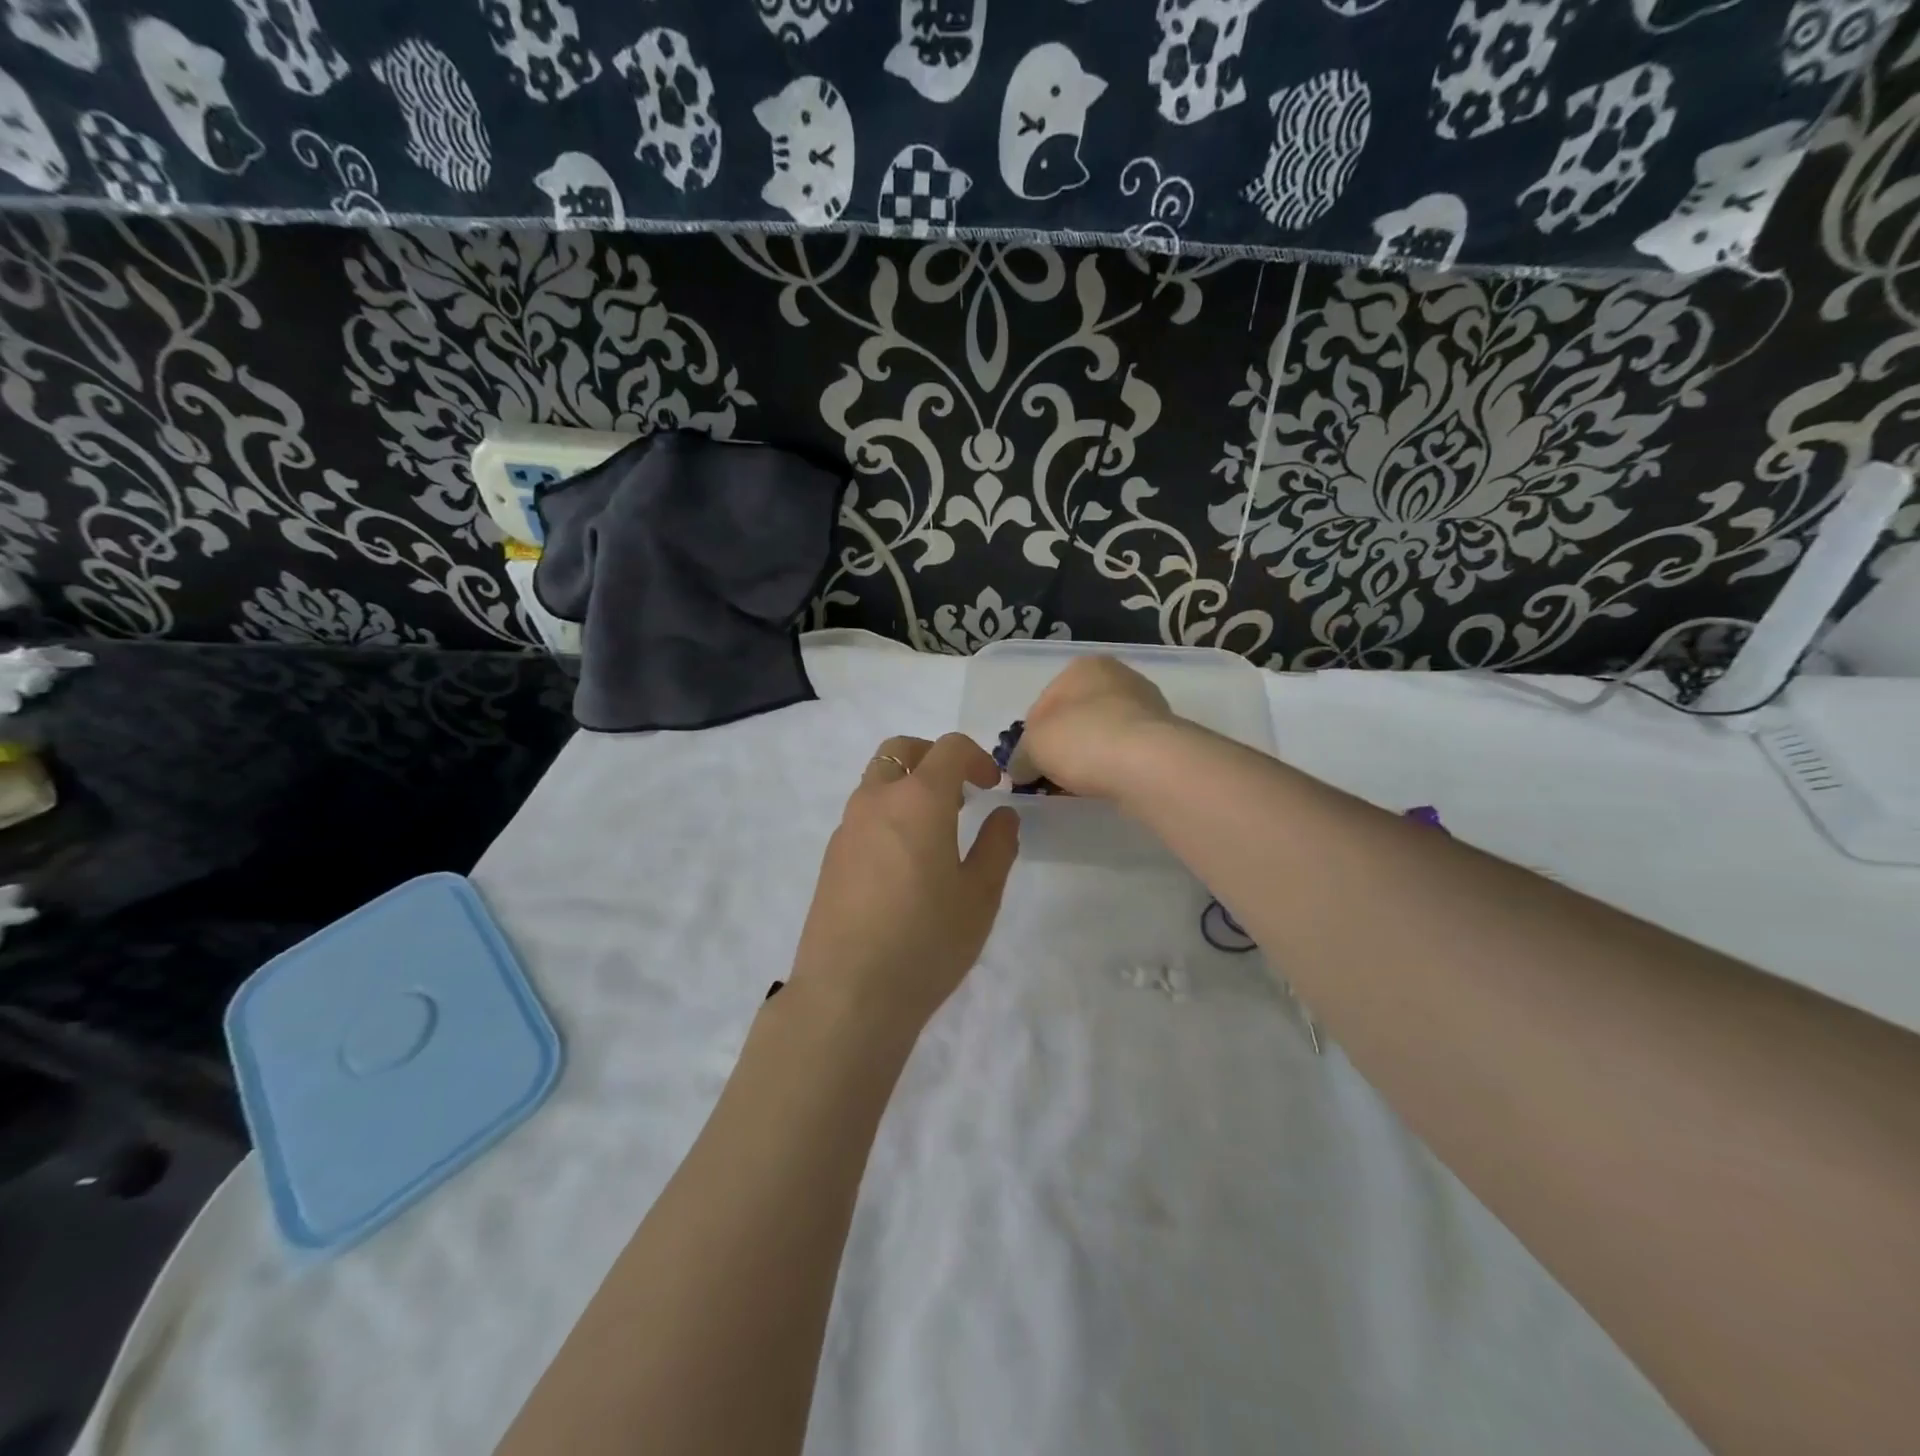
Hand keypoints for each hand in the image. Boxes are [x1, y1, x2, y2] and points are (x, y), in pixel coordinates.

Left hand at [789, 734, 1019, 1036]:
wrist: (849, 994)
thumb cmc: (927, 941)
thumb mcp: (980, 896)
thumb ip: (997, 846)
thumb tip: (1003, 815)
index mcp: (918, 800)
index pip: (948, 748)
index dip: (977, 757)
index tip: (992, 786)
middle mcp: (876, 800)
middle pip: (901, 749)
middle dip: (934, 758)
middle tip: (960, 793)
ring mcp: (847, 827)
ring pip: (877, 780)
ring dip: (908, 786)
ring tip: (935, 831)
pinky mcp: (831, 856)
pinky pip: (863, 813)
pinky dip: (888, 814)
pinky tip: (905, 863)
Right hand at [1016, 656, 1179, 800]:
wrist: (1148, 763)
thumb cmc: (1081, 739)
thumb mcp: (1033, 747)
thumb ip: (1021, 756)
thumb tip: (1020, 769)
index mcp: (1082, 666)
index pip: (1045, 702)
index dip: (1032, 735)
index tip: (1030, 763)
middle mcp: (1118, 676)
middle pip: (1078, 715)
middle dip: (1064, 743)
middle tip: (1053, 775)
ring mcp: (1147, 705)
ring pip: (1104, 733)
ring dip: (1091, 754)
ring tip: (1080, 784)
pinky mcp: (1166, 735)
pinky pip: (1128, 751)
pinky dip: (1115, 765)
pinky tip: (1107, 783)